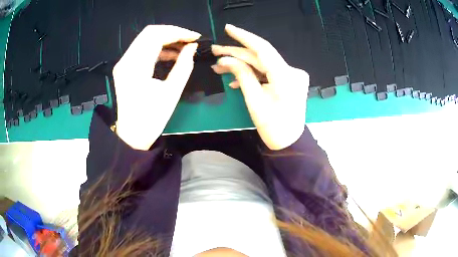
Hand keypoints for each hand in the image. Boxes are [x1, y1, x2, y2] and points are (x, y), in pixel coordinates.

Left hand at [113, 25, 200, 149]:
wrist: (131, 135)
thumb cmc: (151, 119)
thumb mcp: (171, 93)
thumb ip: (184, 66)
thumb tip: (192, 48)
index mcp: (136, 67)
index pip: (156, 36)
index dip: (178, 32)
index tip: (195, 37)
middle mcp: (126, 60)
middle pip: (149, 33)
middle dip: (172, 33)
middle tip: (189, 40)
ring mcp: (123, 63)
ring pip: (145, 39)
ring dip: (165, 39)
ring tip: (183, 47)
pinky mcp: (124, 67)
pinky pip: (142, 49)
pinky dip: (157, 48)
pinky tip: (170, 54)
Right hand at [211, 24, 308, 149]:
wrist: (289, 141)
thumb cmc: (272, 126)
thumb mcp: (254, 100)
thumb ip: (241, 75)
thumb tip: (225, 59)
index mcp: (285, 77)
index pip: (263, 49)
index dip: (244, 37)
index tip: (228, 28)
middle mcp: (292, 71)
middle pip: (261, 57)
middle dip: (236, 53)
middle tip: (215, 51)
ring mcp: (292, 75)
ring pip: (263, 64)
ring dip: (242, 64)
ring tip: (219, 66)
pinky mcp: (289, 79)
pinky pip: (268, 72)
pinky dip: (253, 74)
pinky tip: (235, 79)